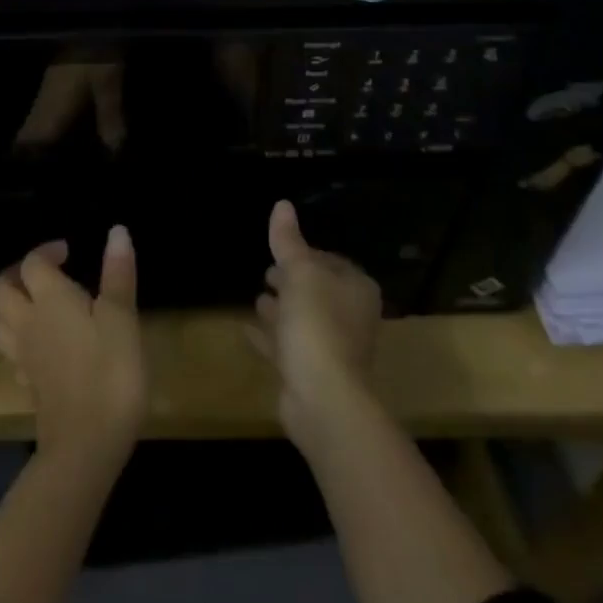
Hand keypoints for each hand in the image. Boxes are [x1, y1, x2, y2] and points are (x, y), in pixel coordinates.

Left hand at [0, 227, 145, 464]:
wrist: (87, 446)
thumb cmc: (109, 372)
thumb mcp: (122, 318)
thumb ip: (117, 274)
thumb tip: (117, 231)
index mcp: (49, 299)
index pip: (33, 264)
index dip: (46, 252)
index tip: (68, 251)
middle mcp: (28, 323)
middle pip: (1, 291)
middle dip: (17, 275)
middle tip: (45, 273)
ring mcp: (24, 358)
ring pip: (0, 323)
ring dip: (12, 308)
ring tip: (39, 305)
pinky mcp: (29, 387)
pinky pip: (12, 354)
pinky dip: (21, 342)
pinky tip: (42, 348)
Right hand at [250, 200, 382, 443]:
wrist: (323, 399)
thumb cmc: (317, 324)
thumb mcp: (300, 272)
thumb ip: (288, 240)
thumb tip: (282, 203)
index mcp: (356, 289)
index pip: (330, 261)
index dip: (306, 253)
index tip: (281, 250)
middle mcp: (351, 317)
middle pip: (317, 291)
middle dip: (292, 281)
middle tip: (267, 273)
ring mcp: (333, 348)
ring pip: (303, 320)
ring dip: (281, 310)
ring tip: (257, 298)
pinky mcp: (313, 374)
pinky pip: (288, 347)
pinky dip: (270, 337)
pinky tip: (246, 329)